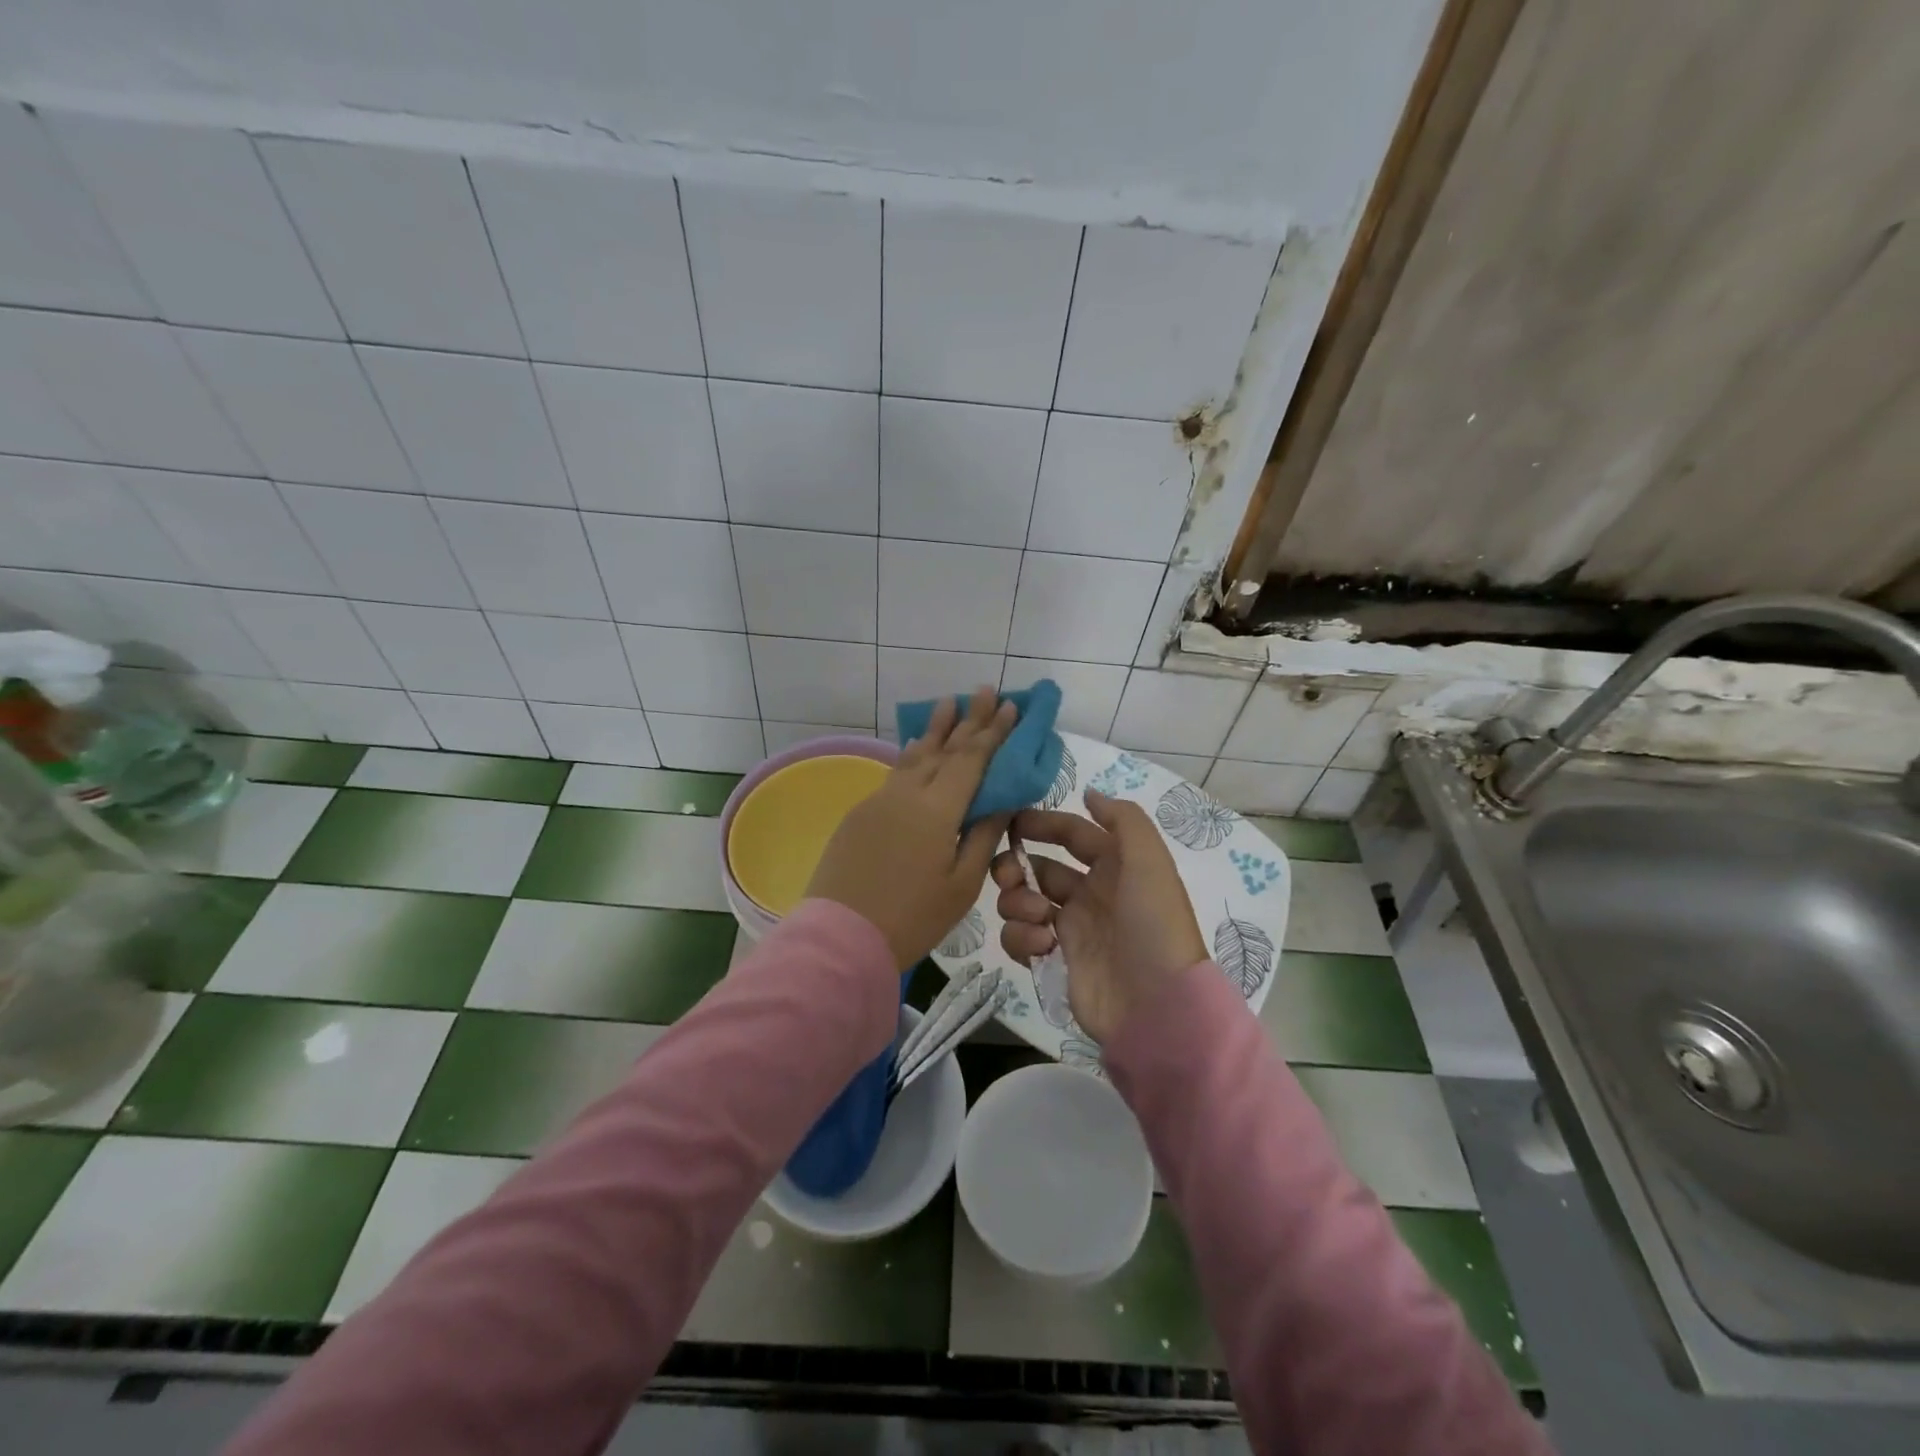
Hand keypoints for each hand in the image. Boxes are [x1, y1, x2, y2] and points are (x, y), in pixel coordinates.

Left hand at [806, 687, 1015, 969]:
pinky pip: (895, 773)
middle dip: (968, 719)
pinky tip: (917, 748)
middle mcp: (907, 793)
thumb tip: (1001, 802)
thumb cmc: (912, 917)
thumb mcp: (961, 884)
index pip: (971, 759)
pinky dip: (912, 755)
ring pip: (915, 756)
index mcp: (937, 809)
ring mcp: (880, 800)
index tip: (1009, 706)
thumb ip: (982, 836)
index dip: (992, 732)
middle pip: (944, 748)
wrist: (841, 936)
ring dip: (935, 729)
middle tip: (985, 689)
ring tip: (948, 703)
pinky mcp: (861, 813)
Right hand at [990, 789, 1205, 1043]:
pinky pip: (1021, 938)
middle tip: (1008, 875)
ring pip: (1023, 901)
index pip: (1072, 834)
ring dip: (1018, 902)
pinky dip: (1022, 937)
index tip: (1010, 822)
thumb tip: (1089, 793)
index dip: (1043, 823)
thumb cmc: (1153, 924)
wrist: (1157, 1006)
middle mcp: (1090, 893)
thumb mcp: (1149, 860)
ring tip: (1039, 918)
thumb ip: (1122, 818)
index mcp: (1114, 866)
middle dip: (1016, 865)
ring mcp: (1071, 928)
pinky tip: (1043, 946)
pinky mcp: (1055, 960)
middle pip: (1038, 867)